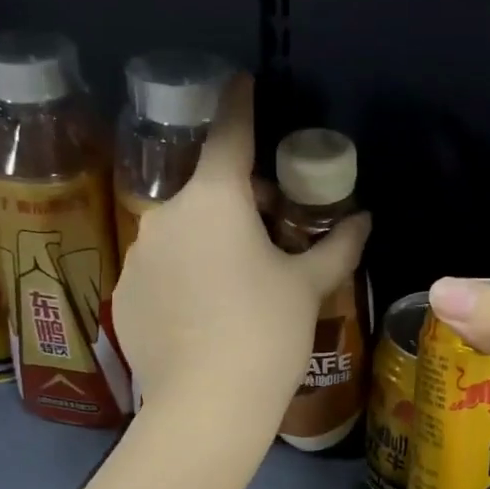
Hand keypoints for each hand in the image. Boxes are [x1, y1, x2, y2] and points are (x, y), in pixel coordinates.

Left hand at [113, 74, 371, 427]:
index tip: (243, 83)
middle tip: (274, 236)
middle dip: (241, 201)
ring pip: (183, 233)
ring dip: (210, 241)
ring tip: (239, 286)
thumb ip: (338, 247)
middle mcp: (166, 215)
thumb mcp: (308, 287)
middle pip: (208, 190)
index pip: (229, 133)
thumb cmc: (266, 334)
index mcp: (215, 199)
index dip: (240, 104)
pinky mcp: (124, 295)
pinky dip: (184, 277)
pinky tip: (205, 316)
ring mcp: (139, 256)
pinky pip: (162, 271)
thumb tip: (365, 220)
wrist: (206, 406)